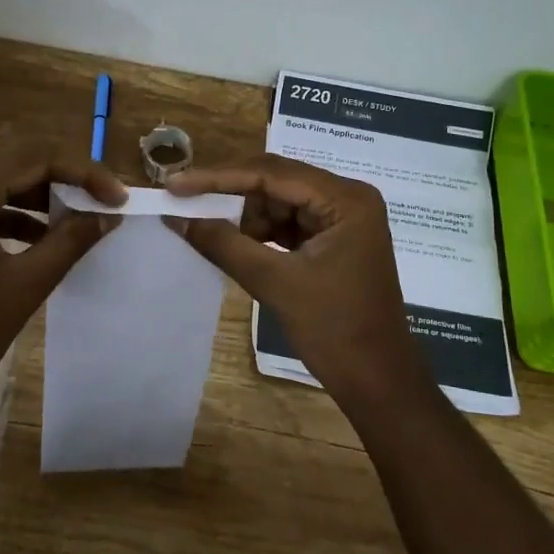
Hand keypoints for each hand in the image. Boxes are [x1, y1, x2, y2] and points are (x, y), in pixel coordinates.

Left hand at [0, 143, 125, 437]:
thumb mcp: (25, 285)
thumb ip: (70, 241)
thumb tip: (108, 215)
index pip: (30, 158)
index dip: (82, 172)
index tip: (117, 197)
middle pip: (11, 165)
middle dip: (62, 179)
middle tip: (102, 201)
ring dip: (39, 199)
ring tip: (79, 220)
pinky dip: (13, 219)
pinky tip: (43, 240)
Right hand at [166, 155, 426, 410]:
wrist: (377, 381)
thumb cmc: (333, 329)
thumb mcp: (274, 282)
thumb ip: (224, 244)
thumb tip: (177, 217)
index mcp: (345, 199)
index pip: (272, 173)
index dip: (219, 177)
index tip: (176, 184)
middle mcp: (348, 198)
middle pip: (277, 182)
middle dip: (230, 195)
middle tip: (183, 202)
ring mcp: (343, 219)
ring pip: (280, 202)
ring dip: (244, 216)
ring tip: (205, 229)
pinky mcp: (334, 240)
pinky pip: (289, 223)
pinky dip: (260, 232)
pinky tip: (233, 242)